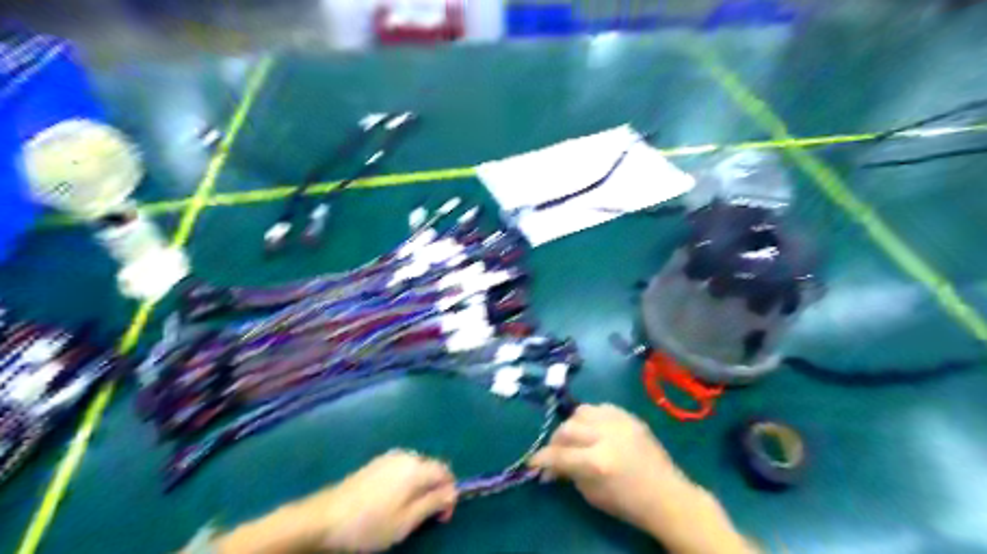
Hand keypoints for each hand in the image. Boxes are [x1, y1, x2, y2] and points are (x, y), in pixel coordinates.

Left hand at [310, 449, 459, 551]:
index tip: (441, 517)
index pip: (446, 472)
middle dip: (433, 490)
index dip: (449, 493)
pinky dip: (404, 484)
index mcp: (416, 467)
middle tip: (423, 518)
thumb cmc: (369, 524)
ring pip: (416, 469)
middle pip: (431, 468)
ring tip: (405, 512)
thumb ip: (434, 503)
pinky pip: (400, 469)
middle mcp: (406, 455)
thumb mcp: (407, 521)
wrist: (323, 518)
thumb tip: (453, 491)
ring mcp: (388, 457)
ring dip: (419, 488)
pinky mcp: (374, 463)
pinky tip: (389, 502)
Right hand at [528, 402, 687, 531]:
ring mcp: (620, 422)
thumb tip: (549, 464)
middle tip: (556, 452)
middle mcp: (606, 436)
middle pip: (567, 428)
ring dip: (573, 425)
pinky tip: (594, 429)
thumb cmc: (628, 502)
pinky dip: (591, 417)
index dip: (541, 458)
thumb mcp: (592, 494)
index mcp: (597, 462)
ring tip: (575, 437)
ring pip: (582, 411)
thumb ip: (569, 473)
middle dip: (555, 441)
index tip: (533, 462)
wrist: (666, 495)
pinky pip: (601, 407)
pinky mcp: (629, 416)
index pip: (559, 454)